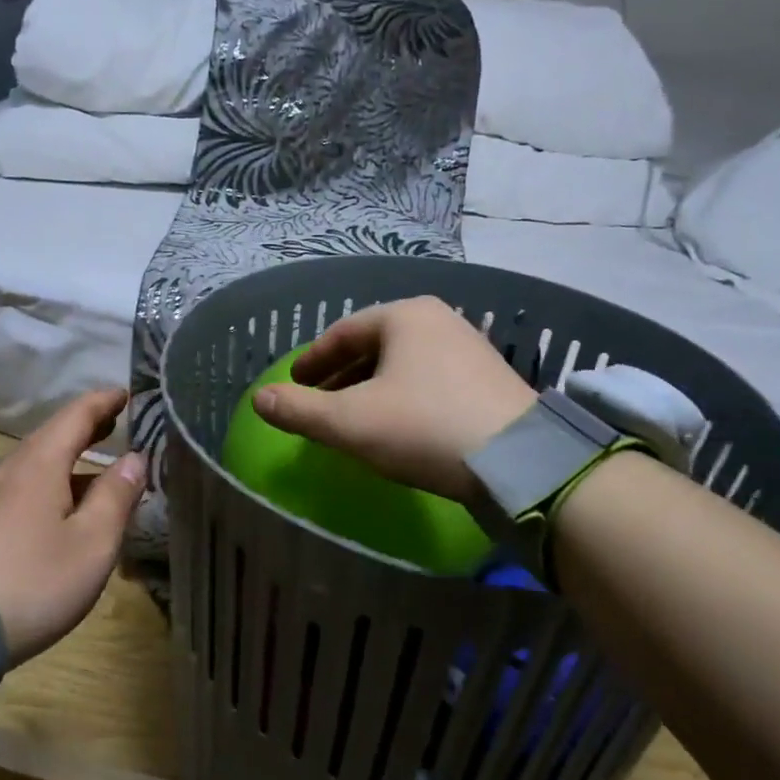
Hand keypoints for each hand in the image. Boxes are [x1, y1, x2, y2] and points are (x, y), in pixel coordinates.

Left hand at [0, 389, 147, 666]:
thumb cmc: (33, 581)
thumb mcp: (92, 544)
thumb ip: (116, 497)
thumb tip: (134, 458)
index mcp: (40, 463)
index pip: (76, 415)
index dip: (103, 402)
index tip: (125, 393)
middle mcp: (8, 469)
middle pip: (51, 438)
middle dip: (85, 429)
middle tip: (113, 424)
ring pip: (33, 467)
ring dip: (66, 463)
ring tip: (93, 473)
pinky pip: (18, 491)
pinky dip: (47, 488)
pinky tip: (56, 512)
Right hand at [253, 296, 535, 502]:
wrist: (519, 463)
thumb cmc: (422, 428)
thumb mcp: (349, 422)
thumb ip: (299, 410)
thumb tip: (259, 400)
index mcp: (404, 316)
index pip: (342, 333)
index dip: (311, 360)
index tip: (293, 384)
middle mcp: (439, 320)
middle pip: (374, 346)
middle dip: (341, 375)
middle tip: (318, 402)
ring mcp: (469, 348)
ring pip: (403, 364)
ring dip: (370, 388)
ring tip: (352, 417)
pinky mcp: (490, 379)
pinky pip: (429, 380)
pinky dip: (402, 396)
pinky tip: (396, 425)